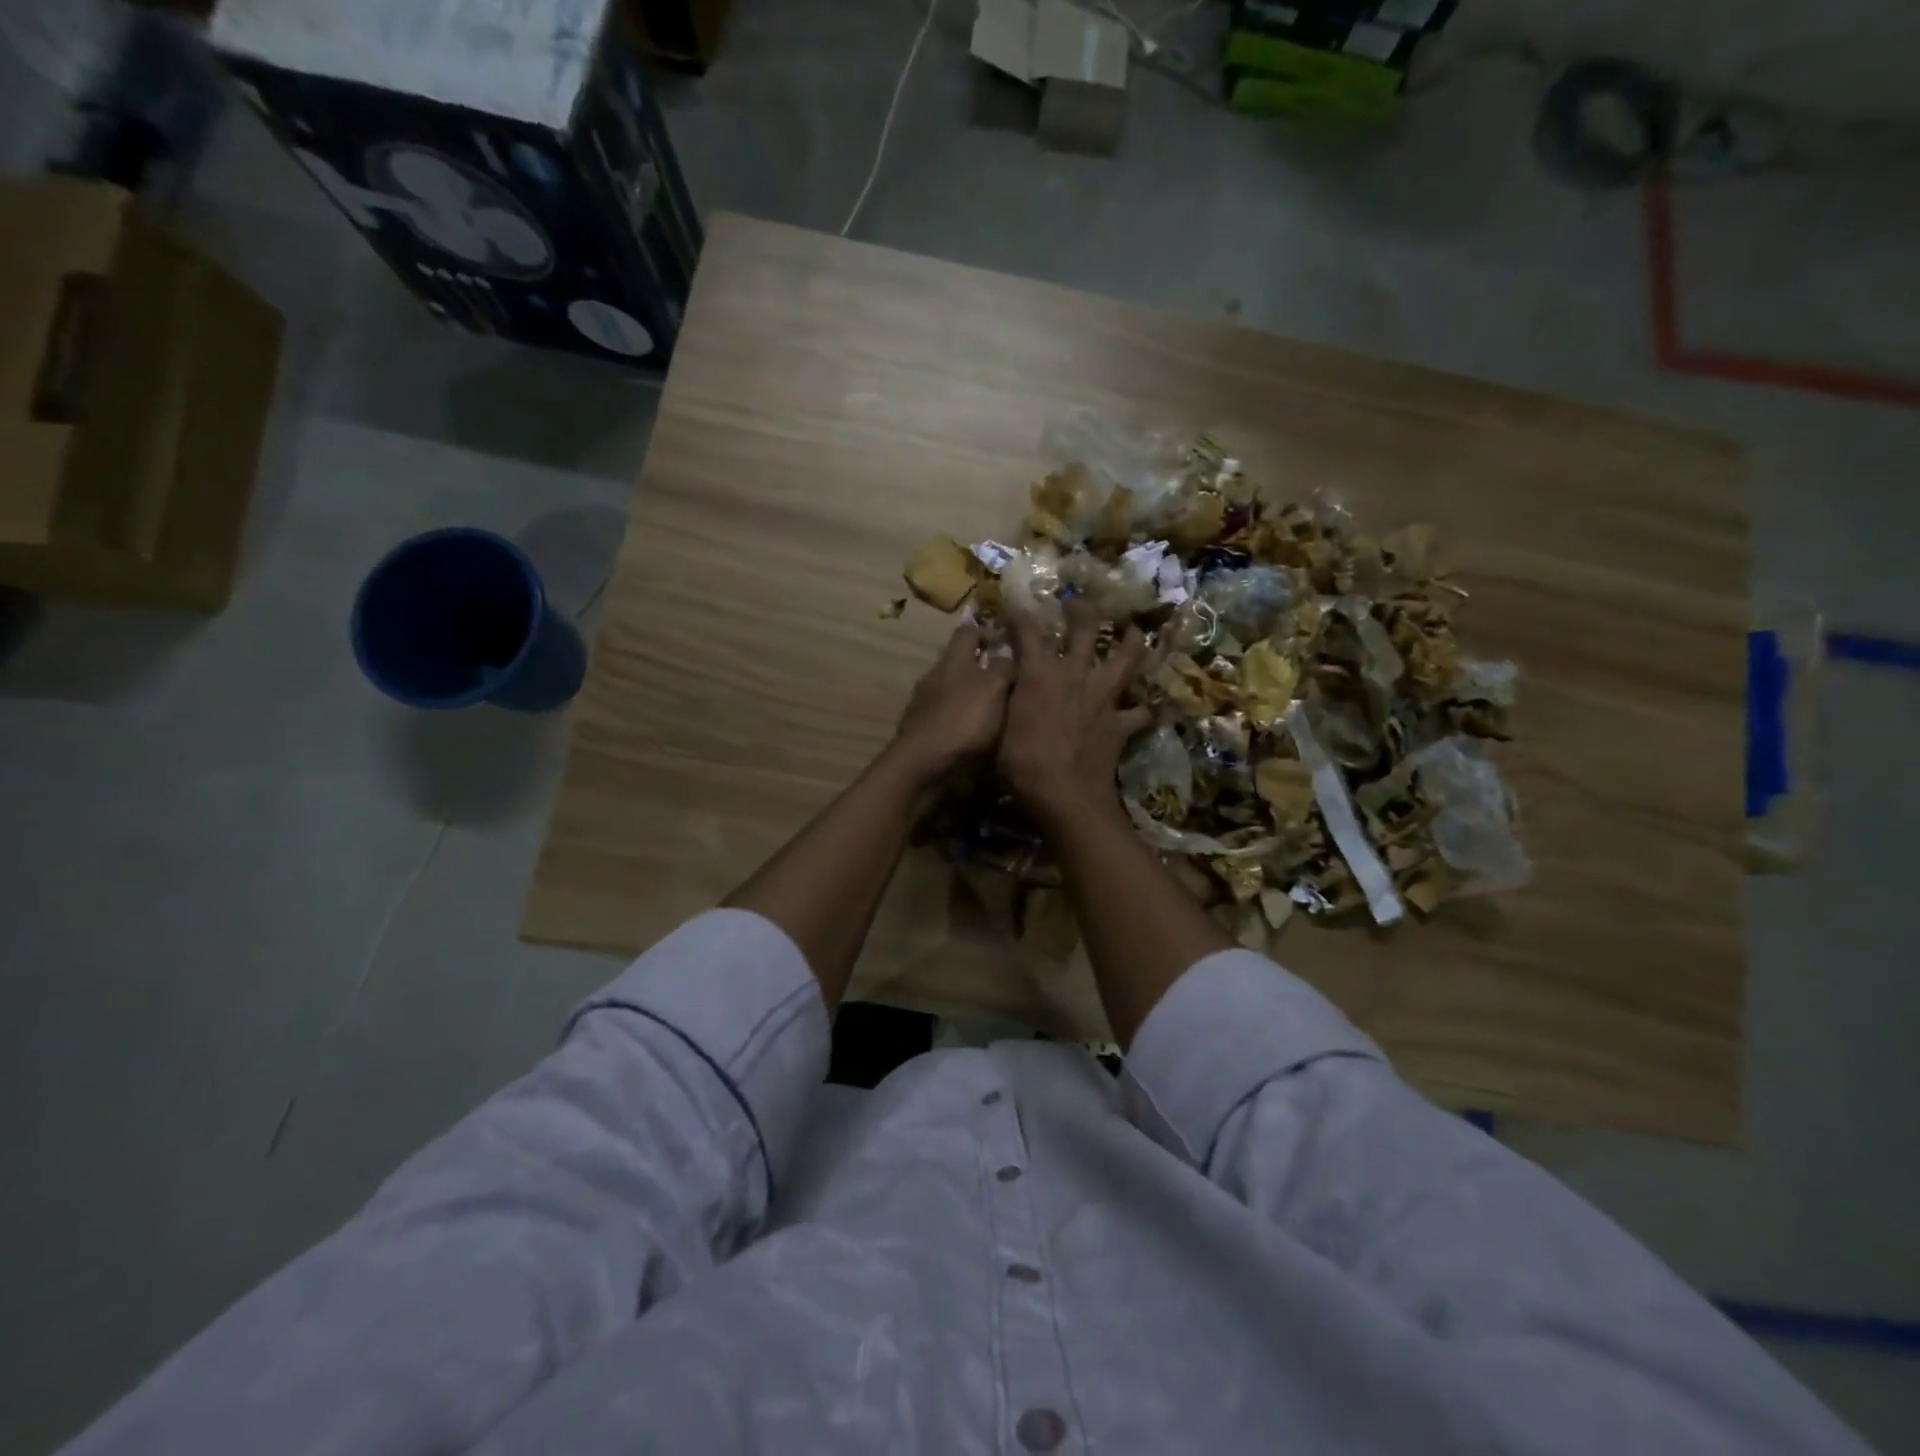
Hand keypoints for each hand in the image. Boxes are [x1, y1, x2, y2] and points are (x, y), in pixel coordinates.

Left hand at [892, 623, 1014, 779]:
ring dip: (970, 697)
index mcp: (953, 661)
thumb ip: (1003, 668)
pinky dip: (959, 720)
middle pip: (959, 663)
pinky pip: (945, 716)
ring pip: (952, 691)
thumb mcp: (993, 689)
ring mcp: (924, 704)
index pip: (967, 632)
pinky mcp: (920, 729)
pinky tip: (973, 735)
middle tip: (1007, 683)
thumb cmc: (963, 721)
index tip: (1005, 643)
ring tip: (995, 713)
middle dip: (981, 669)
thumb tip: (1006, 656)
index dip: (986, 632)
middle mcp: (935, 677)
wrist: (922, 765)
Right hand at [1000, 599, 1150, 828]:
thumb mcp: (1000, 728)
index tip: (1016, 607)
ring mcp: (1104, 697)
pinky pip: (1141, 712)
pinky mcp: (1121, 723)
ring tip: (1136, 632)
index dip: (1020, 616)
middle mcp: (1075, 675)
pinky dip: (1146, 708)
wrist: (1065, 794)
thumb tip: (1005, 686)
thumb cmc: (1021, 762)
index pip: (1028, 632)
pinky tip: (1150, 707)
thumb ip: (1008, 702)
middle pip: (1086, 630)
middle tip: (1081, 605)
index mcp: (1039, 674)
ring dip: (1132, 642)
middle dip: (1084, 612)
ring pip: (1126, 659)